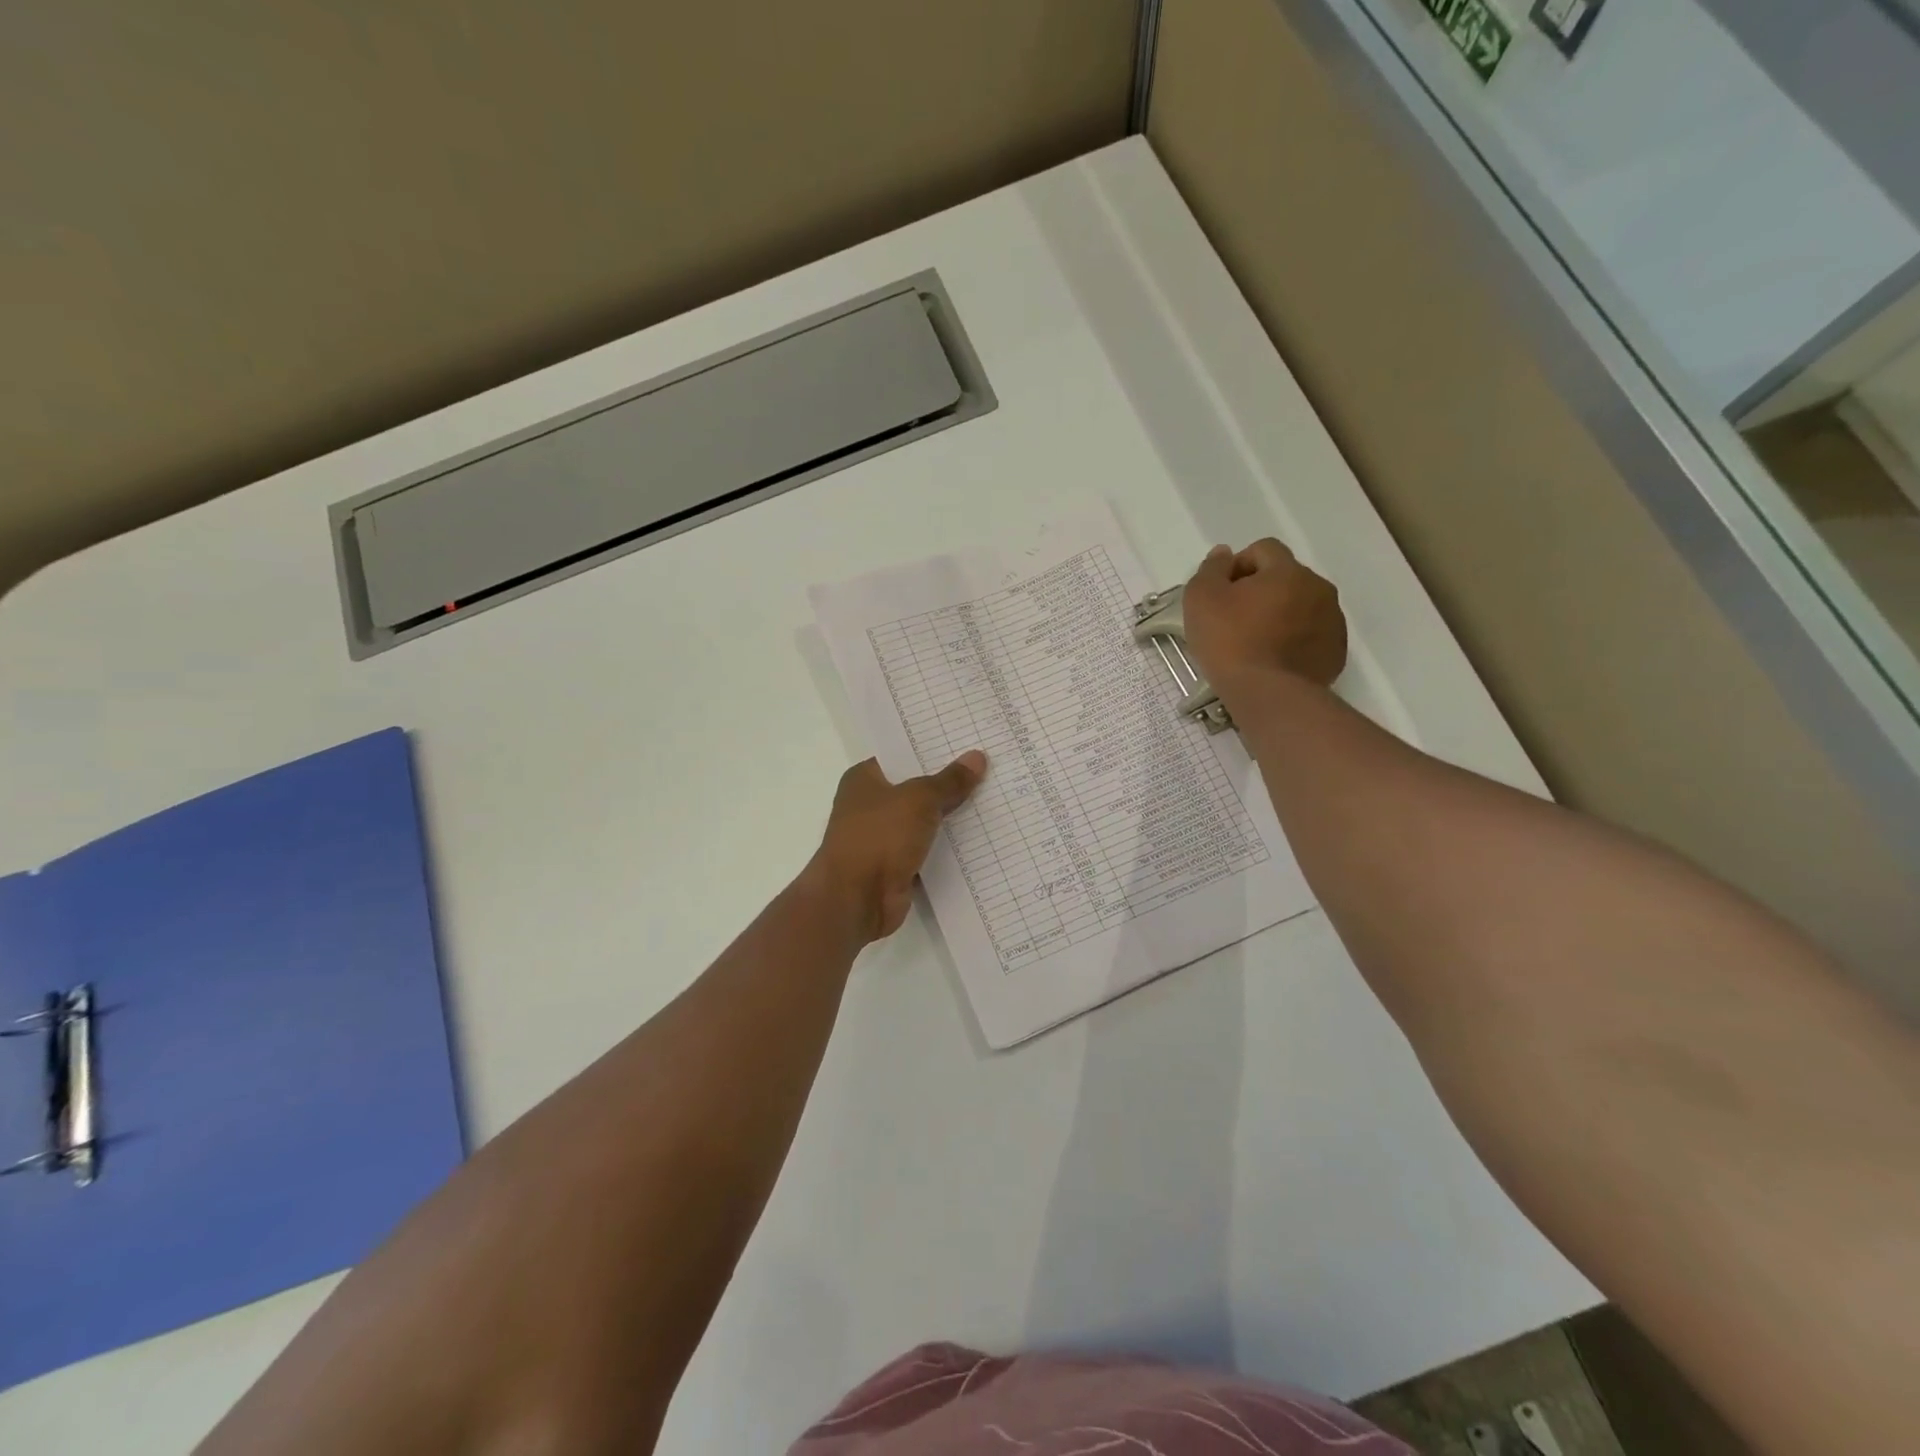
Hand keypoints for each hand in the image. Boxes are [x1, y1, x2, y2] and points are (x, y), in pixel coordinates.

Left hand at [807, 752, 986, 942]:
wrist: (856, 899)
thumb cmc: (879, 836)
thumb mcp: (919, 799)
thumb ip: (949, 780)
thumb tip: (977, 757)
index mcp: (864, 779)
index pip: (902, 755)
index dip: (933, 750)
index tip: (968, 742)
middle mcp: (869, 805)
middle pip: (915, 788)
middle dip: (947, 783)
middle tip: (989, 769)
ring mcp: (881, 838)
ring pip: (923, 820)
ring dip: (950, 817)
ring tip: (993, 799)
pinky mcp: (894, 866)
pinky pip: (927, 849)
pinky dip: (947, 847)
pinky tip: (981, 838)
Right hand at [1182, 539, 1347, 690]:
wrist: (1269, 695)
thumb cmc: (1230, 641)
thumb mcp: (1201, 599)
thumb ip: (1211, 569)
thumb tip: (1223, 554)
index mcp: (1287, 571)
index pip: (1263, 549)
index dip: (1238, 566)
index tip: (1221, 594)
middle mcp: (1318, 588)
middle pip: (1285, 577)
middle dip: (1260, 591)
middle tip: (1234, 620)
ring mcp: (1332, 621)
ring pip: (1300, 606)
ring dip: (1279, 615)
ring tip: (1254, 643)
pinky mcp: (1335, 651)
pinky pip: (1311, 634)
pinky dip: (1293, 640)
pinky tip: (1272, 660)